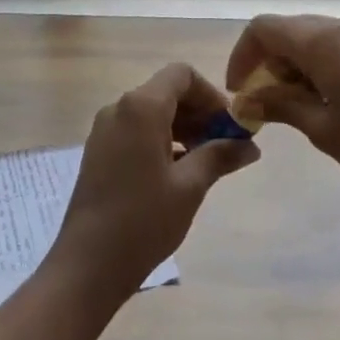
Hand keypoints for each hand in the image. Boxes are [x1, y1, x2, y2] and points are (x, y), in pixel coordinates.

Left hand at [50, 62, 260, 292]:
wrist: (88, 264)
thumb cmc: (143, 220)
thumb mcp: (190, 186)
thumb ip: (220, 156)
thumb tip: (250, 145)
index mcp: (141, 107)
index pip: (182, 75)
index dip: (211, 94)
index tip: (230, 126)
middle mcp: (118, 108)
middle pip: (167, 92)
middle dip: (199, 113)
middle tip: (224, 147)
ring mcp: (104, 130)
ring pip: (152, 112)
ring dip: (182, 128)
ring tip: (204, 162)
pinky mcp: (98, 151)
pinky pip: (136, 130)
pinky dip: (161, 139)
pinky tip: (177, 172)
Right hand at [225, 15, 339, 202]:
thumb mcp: (322, 128)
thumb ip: (280, 105)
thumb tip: (247, 100)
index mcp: (324, 40)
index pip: (264, 28)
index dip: (242, 56)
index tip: (239, 93)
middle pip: (289, 30)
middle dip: (267, 62)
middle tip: (264, 104)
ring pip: (314, 37)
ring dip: (294, 65)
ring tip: (295, 107)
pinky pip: (339, 45)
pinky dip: (319, 65)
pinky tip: (327, 100)